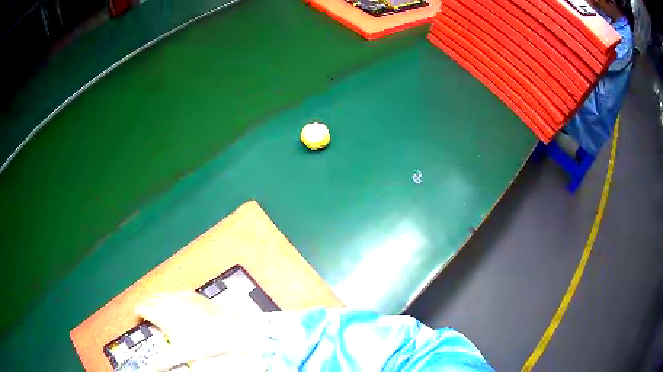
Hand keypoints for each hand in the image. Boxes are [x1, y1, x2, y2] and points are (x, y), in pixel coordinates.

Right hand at [135, 291, 267, 370]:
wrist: (228, 328)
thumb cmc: (202, 342)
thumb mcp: (179, 354)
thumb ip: (161, 361)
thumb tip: (148, 369)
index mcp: (159, 313)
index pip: (140, 307)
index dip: (139, 314)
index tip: (142, 323)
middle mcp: (167, 300)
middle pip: (149, 299)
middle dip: (147, 308)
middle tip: (152, 321)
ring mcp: (180, 295)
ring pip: (161, 294)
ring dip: (158, 302)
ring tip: (163, 315)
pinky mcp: (192, 294)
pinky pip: (175, 293)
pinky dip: (171, 299)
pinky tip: (178, 308)